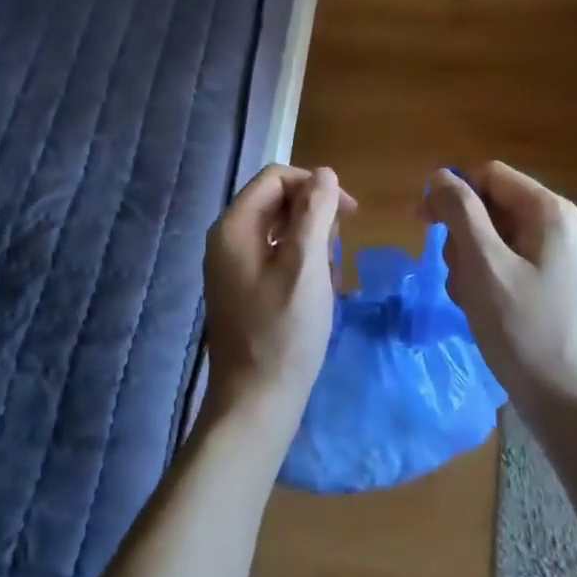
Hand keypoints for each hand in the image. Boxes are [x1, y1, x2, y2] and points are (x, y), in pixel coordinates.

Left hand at [203, 164, 354, 416]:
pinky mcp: (242, 288)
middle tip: (339, 252)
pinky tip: (318, 293)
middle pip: (277, 201)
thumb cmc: (284, 332)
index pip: (276, 178)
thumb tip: (325, 173)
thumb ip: (316, 212)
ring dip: (312, 244)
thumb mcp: (307, 265)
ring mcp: (232, 266)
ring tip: (330, 278)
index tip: (349, 213)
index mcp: (234, 226)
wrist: (256, 403)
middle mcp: (227, 239)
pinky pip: (276, 257)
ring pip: (280, 230)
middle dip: (315, 217)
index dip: (315, 186)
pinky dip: (301, 265)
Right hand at [421, 162, 576, 423]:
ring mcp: (555, 253)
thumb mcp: (483, 265)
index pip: (488, 175)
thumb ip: (460, 212)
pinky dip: (484, 278)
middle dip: (462, 236)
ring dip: (469, 262)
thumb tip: (440, 174)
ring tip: (469, 298)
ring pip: (492, 236)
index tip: (423, 223)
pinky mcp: (549, 280)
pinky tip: (480, 308)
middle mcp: (556, 223)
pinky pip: (504, 261)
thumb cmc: (523, 329)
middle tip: (455, 275)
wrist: (566, 401)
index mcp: (548, 210)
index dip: (452, 192)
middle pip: (489, 205)